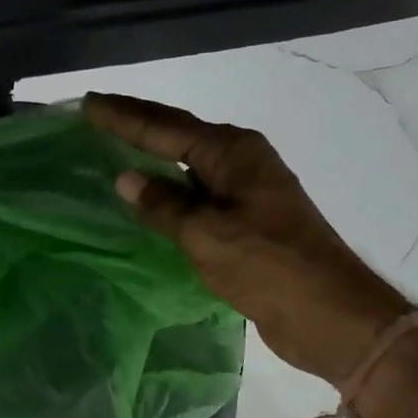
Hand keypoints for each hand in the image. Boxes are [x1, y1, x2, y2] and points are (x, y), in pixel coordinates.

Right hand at [84, 93, 410, 383]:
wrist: (329, 314)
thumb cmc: (268, 267)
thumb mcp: (206, 235)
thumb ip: (164, 206)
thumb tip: (126, 179)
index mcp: (233, 152)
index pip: (165, 126)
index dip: (123, 116)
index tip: (88, 103)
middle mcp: (240, 162)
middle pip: (178, 135)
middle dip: (136, 124)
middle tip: (94, 113)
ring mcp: (245, 191)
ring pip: (187, 164)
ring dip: (152, 155)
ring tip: (112, 146)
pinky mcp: (246, 220)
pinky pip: (196, 194)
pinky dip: (168, 190)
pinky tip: (148, 197)